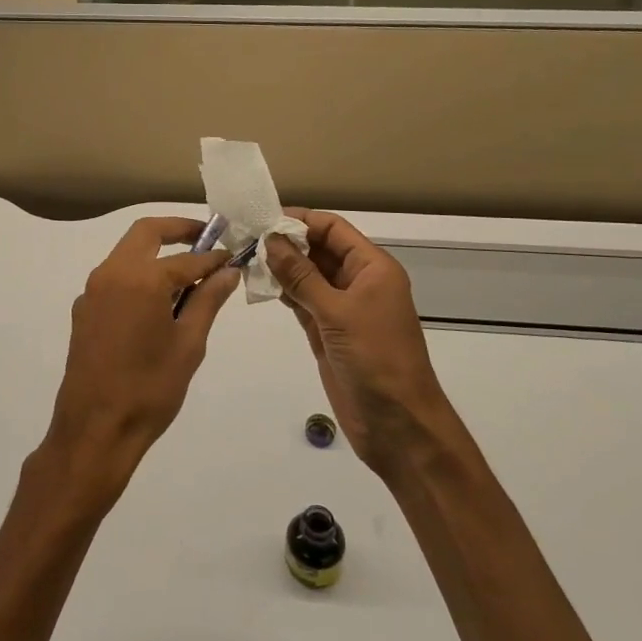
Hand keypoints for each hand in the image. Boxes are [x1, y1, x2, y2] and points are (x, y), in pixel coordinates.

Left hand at [44, 217, 241, 495]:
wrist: (95, 428)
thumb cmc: (150, 388)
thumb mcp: (189, 344)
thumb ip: (208, 300)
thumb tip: (227, 271)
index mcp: (141, 278)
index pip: (186, 257)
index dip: (213, 257)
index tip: (232, 257)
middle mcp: (111, 273)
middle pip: (145, 233)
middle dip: (177, 230)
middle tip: (206, 239)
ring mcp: (92, 291)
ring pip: (127, 254)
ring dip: (156, 253)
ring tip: (187, 276)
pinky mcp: (83, 310)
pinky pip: (115, 279)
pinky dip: (139, 277)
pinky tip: (157, 303)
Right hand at [266, 209, 462, 477]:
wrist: (397, 423)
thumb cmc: (376, 359)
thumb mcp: (337, 312)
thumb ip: (301, 276)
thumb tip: (271, 239)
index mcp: (372, 268)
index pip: (333, 229)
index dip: (300, 220)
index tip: (262, 217)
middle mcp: (358, 282)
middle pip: (319, 249)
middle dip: (286, 242)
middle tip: (244, 237)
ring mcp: (343, 308)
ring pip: (308, 276)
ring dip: (281, 267)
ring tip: (245, 257)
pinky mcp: (329, 332)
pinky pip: (303, 302)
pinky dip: (284, 293)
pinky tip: (260, 285)